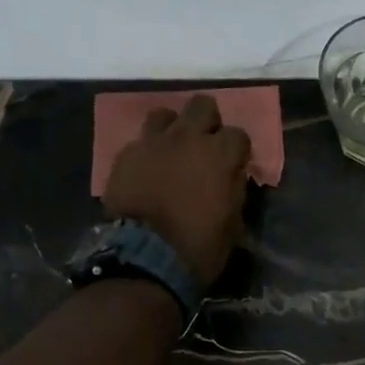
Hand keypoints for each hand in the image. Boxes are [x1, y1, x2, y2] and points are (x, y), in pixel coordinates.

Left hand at [102, 95, 251, 284]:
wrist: (144, 259)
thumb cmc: (198, 248)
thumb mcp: (233, 224)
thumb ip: (234, 190)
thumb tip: (232, 176)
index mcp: (219, 155)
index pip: (239, 134)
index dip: (238, 150)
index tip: (235, 166)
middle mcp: (187, 139)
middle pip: (202, 105)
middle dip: (208, 122)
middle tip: (206, 146)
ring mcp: (153, 143)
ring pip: (166, 114)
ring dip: (174, 129)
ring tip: (173, 151)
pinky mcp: (125, 156)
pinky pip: (140, 141)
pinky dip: (148, 152)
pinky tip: (148, 170)